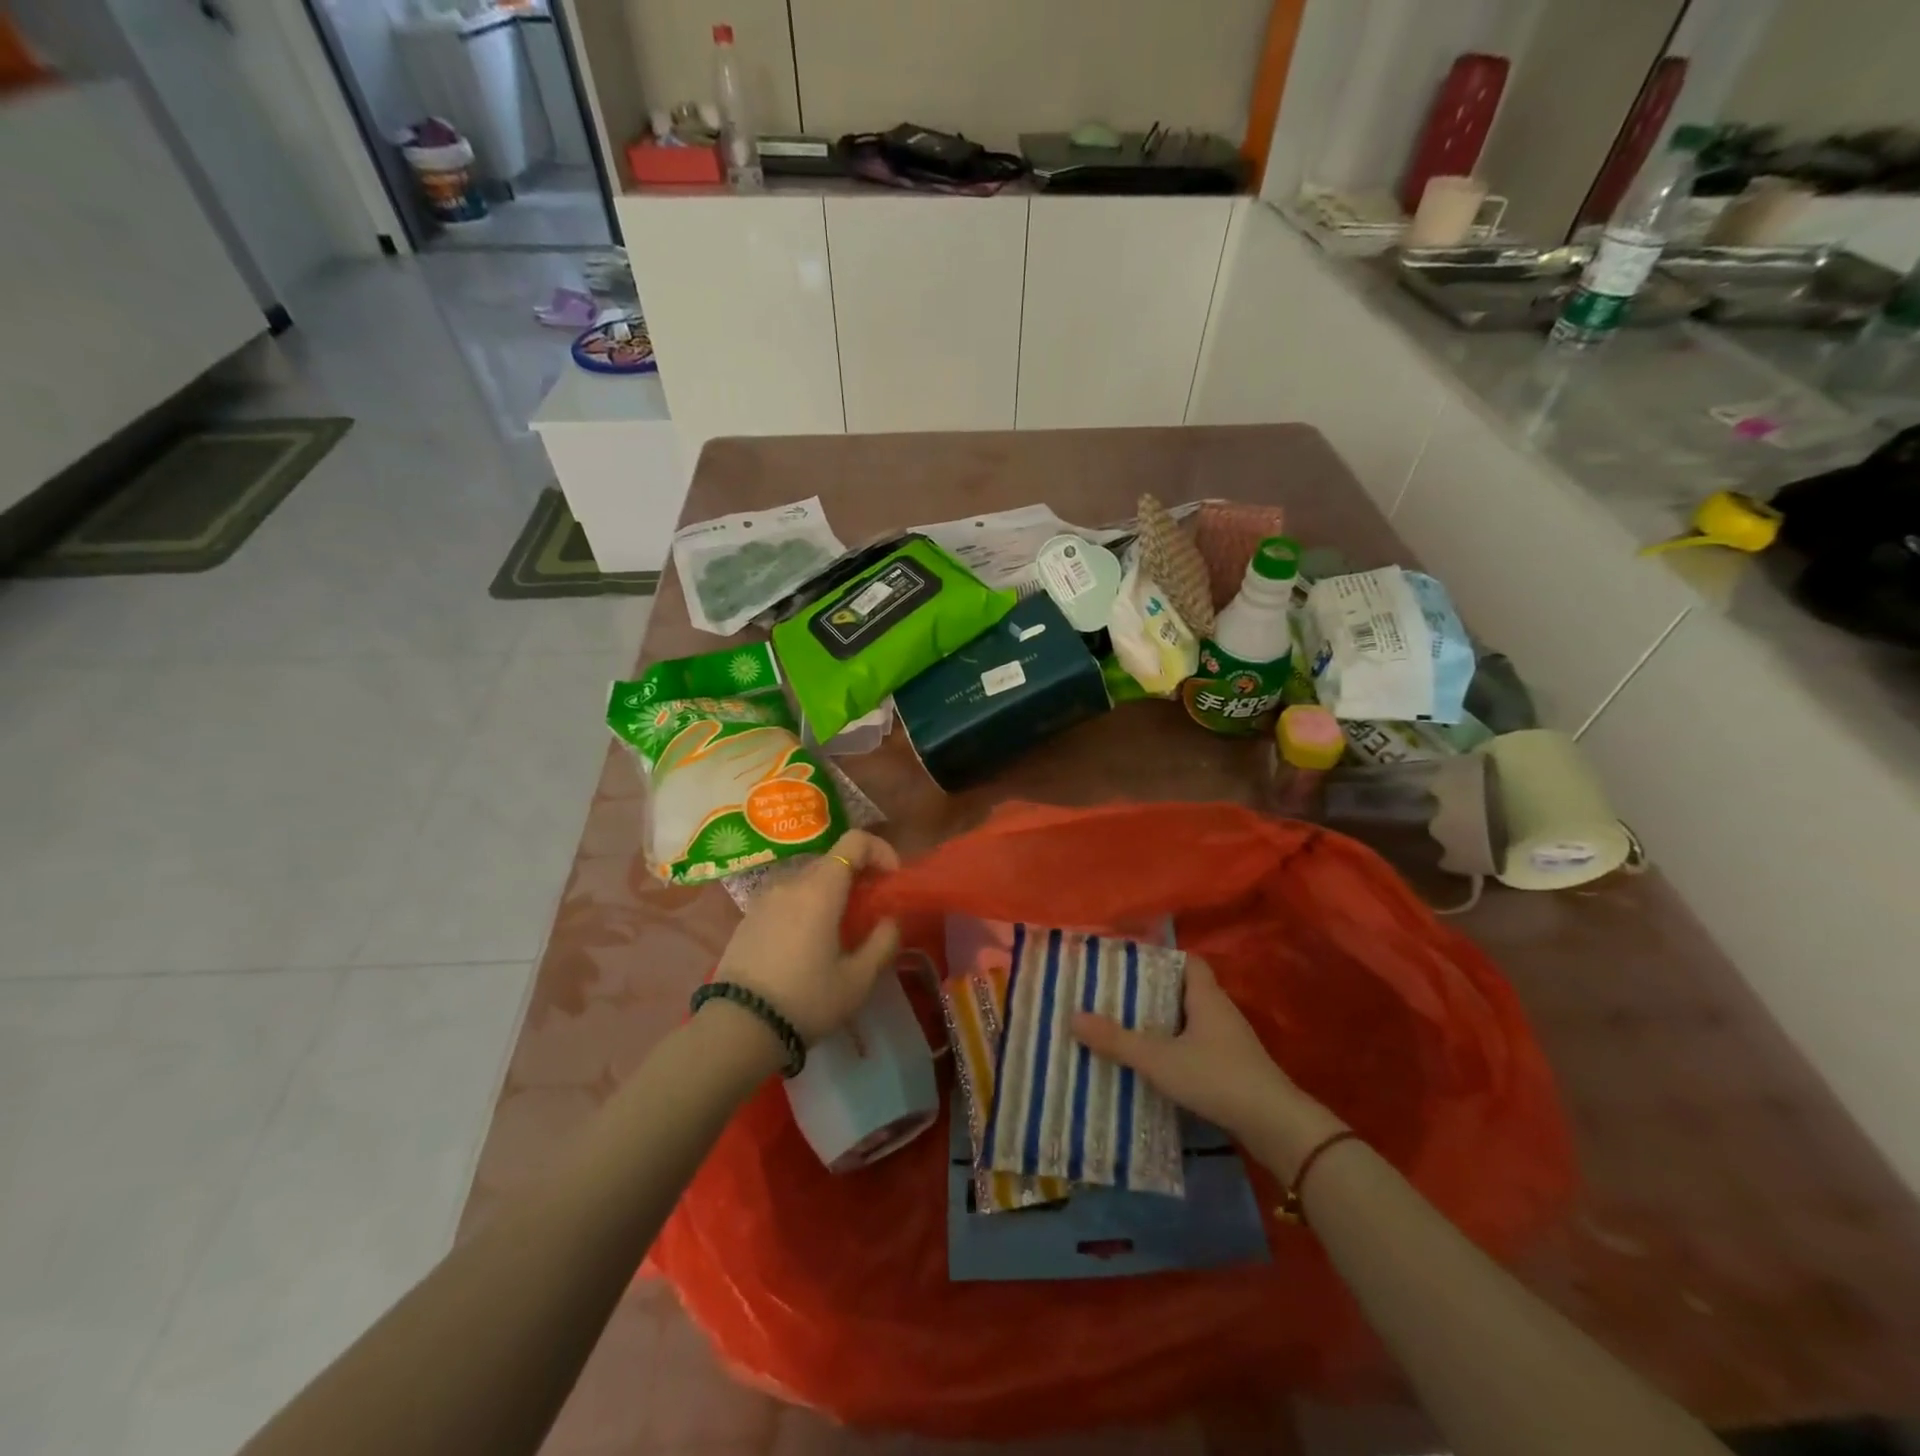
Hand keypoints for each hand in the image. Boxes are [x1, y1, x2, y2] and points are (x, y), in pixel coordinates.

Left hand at [714, 830, 901, 1043]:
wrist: (738, 1028)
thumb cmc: (806, 1000)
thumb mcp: (858, 979)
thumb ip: (883, 942)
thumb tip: (890, 920)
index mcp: (820, 889)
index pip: (855, 841)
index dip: (880, 851)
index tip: (891, 879)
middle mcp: (790, 883)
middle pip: (831, 860)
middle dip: (858, 876)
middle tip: (871, 910)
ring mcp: (764, 899)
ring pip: (808, 881)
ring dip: (831, 893)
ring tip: (840, 931)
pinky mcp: (748, 919)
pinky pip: (786, 899)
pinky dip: (806, 907)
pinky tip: (808, 945)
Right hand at [1070, 955, 1342, 1173]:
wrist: (1275, 1126)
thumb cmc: (1216, 1077)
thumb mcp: (1159, 1058)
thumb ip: (1117, 1040)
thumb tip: (1073, 1017)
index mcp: (1206, 996)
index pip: (1187, 962)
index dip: (1161, 959)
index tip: (1130, 965)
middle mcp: (1221, 1012)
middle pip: (1185, 991)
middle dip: (1154, 994)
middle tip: (1117, 998)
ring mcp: (1231, 1042)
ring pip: (1191, 1022)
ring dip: (1165, 1025)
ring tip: (1128, 1030)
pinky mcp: (1235, 1069)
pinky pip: (1199, 1048)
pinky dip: (1177, 1051)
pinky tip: (1156, 1066)